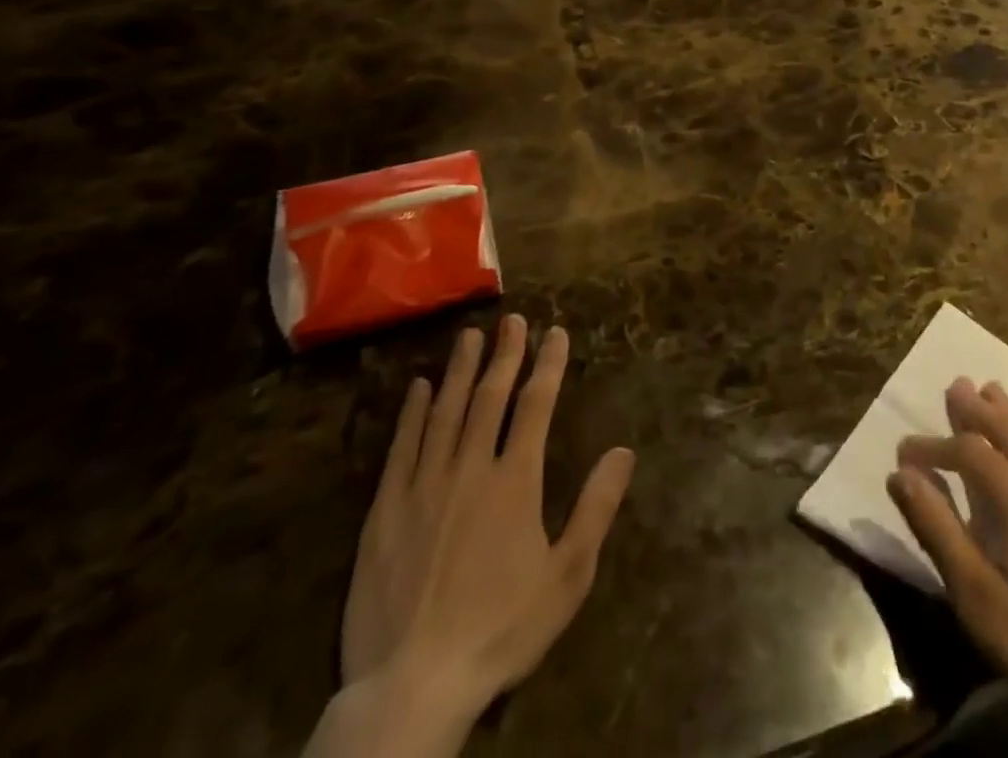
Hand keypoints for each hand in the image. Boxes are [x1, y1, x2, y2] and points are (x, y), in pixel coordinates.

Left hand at [319, 318, 634, 756]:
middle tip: (513, 320)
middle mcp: (469, 469)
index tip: (556, 332)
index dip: (548, 365)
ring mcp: (423, 487)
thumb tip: (623, 450)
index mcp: (515, 481)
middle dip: (505, 354)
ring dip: (461, 370)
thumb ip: (596, 508)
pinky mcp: (385, 512)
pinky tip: (419, 388)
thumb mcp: (567, 576)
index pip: (535, 405)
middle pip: (490, 397)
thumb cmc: (500, 629)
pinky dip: (412, 413)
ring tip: (470, 335)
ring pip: (446, 412)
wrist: (412, 687)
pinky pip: (401, 448)